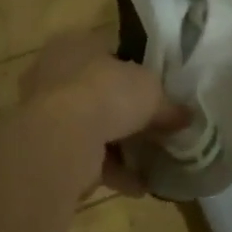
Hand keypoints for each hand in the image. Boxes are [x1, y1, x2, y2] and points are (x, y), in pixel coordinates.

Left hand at [15, 31, 186, 196]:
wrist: (61, 139)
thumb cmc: (106, 93)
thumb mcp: (151, 91)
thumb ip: (168, 104)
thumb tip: (186, 116)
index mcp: (75, 44)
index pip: (108, 52)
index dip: (134, 71)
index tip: (156, 92)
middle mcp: (53, 74)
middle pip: (98, 92)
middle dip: (125, 113)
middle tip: (154, 129)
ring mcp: (45, 113)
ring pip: (90, 127)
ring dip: (119, 146)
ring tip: (151, 163)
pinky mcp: (45, 148)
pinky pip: (85, 158)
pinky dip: (111, 172)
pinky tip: (138, 187)